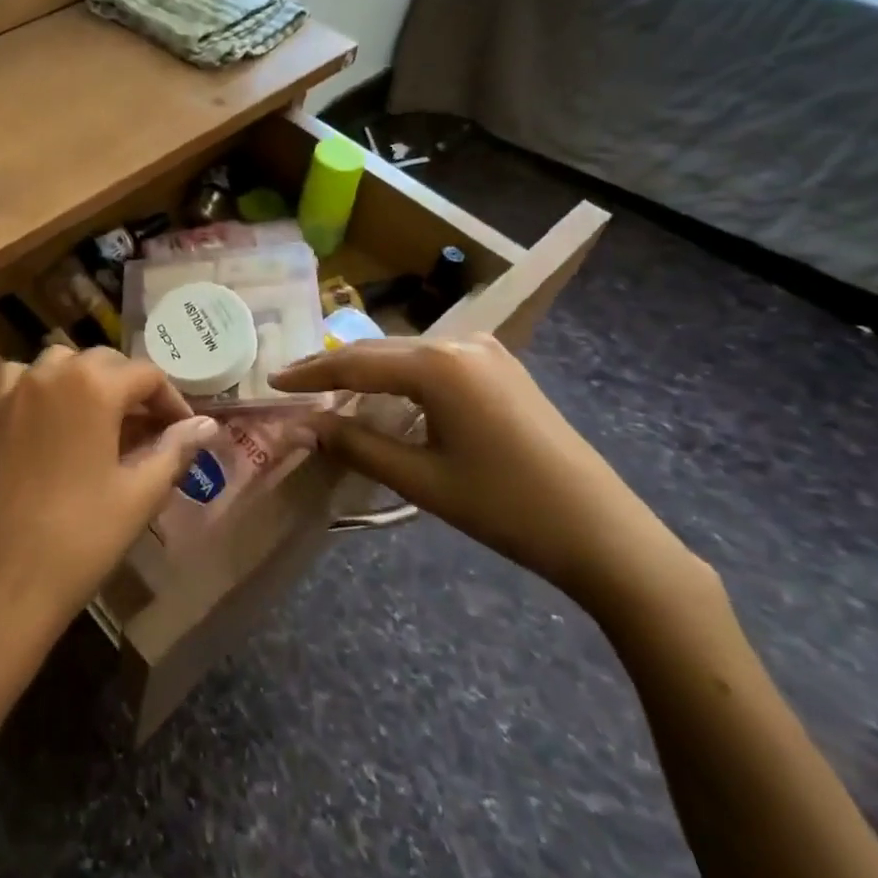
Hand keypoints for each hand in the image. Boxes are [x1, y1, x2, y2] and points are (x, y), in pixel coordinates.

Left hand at [0, 346, 215, 663]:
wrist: (2, 580)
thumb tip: (207, 425)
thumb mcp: (140, 493)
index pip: (147, 375)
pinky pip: (21, 380)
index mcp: (93, 385)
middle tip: (150, 431)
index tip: (185, 432)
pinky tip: (52, 422)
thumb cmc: (81, 537)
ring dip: (87, 381)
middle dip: (132, 389)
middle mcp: (51, 372)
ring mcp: (14, 390)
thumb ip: (175, 449)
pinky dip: (43, 388)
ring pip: (61, 364)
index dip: (172, 401)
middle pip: (104, 362)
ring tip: (102, 422)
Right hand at [271, 335, 702, 614]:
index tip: (272, 381)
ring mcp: (487, 351)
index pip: (355, 363)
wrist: (605, 534)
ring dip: (367, 370)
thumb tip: (306, 425)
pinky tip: (386, 394)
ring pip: (406, 353)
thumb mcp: (422, 480)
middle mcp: (460, 343)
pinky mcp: (502, 367)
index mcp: (438, 365)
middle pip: (379, 350)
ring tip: (330, 390)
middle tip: (293, 384)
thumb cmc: (506, 508)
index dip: (310, 373)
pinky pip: (435, 361)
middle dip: (334, 367)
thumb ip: (357, 445)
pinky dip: (401, 375)